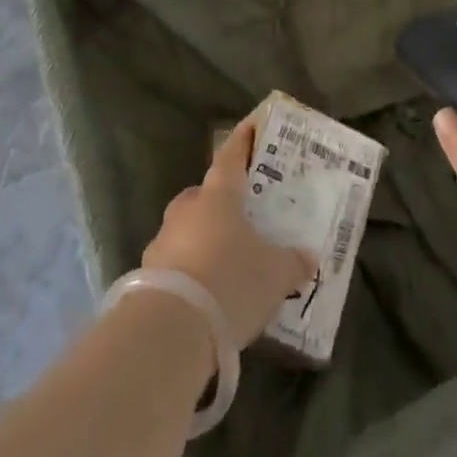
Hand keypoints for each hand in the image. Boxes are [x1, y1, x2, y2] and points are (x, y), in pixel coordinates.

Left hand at [141, 118, 317, 346]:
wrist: (169, 331)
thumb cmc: (230, 281)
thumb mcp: (275, 274)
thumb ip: (292, 262)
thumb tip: (308, 257)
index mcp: (218, 196)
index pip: (232, 156)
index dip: (243, 140)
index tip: (251, 125)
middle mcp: (187, 211)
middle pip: (204, 196)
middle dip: (221, 202)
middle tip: (243, 214)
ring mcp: (162, 243)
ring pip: (187, 230)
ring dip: (204, 240)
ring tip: (228, 262)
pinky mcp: (147, 278)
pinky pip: (176, 265)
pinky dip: (191, 273)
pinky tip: (208, 295)